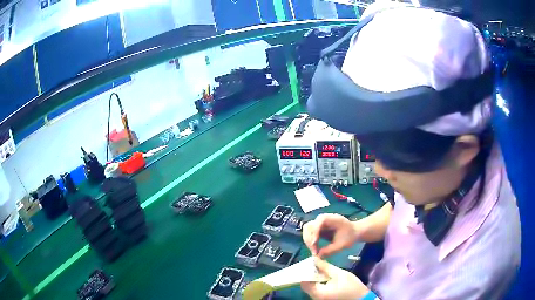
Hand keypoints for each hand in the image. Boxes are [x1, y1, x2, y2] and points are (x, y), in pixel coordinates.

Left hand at [301, 257, 369, 299]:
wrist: (361, 298)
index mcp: (318, 292)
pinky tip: (323, 275)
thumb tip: (315, 259)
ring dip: (313, 278)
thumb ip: (326, 267)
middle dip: (309, 274)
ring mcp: (319, 299)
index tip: (309, 262)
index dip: (305, 272)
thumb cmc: (351, 286)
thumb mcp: (339, 274)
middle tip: (314, 264)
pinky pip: (316, 290)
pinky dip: (317, 282)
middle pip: (306, 285)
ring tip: (318, 267)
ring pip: (310, 287)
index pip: (304, 282)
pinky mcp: (323, 298)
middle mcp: (315, 297)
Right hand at [303, 213, 358, 257]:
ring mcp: (319, 223)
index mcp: (332, 218)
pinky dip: (310, 242)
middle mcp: (323, 219)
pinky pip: (310, 234)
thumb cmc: (350, 236)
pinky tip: (315, 250)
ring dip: (308, 241)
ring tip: (314, 252)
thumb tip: (318, 256)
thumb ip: (330, 250)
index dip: (315, 232)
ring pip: (307, 230)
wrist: (354, 233)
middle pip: (309, 226)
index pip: (318, 222)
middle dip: (309, 239)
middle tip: (314, 251)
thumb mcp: (342, 245)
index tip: (314, 244)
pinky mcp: (318, 229)